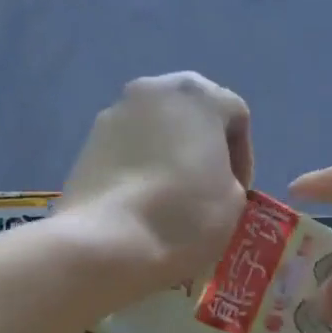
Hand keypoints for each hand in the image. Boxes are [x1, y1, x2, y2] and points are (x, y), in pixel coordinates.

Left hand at [62, 72, 252, 283]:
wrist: (107, 243)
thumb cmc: (184, 216)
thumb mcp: (234, 201)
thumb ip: (230, 176)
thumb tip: (209, 178)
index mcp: (198, 94)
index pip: (236, 115)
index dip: (243, 156)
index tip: (238, 192)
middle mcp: (154, 89)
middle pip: (192, 114)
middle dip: (204, 148)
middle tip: (208, 188)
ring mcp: (115, 113)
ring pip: (157, 129)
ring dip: (170, 155)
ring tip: (173, 198)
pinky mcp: (88, 142)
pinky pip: (129, 149)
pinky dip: (141, 168)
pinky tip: (143, 203)